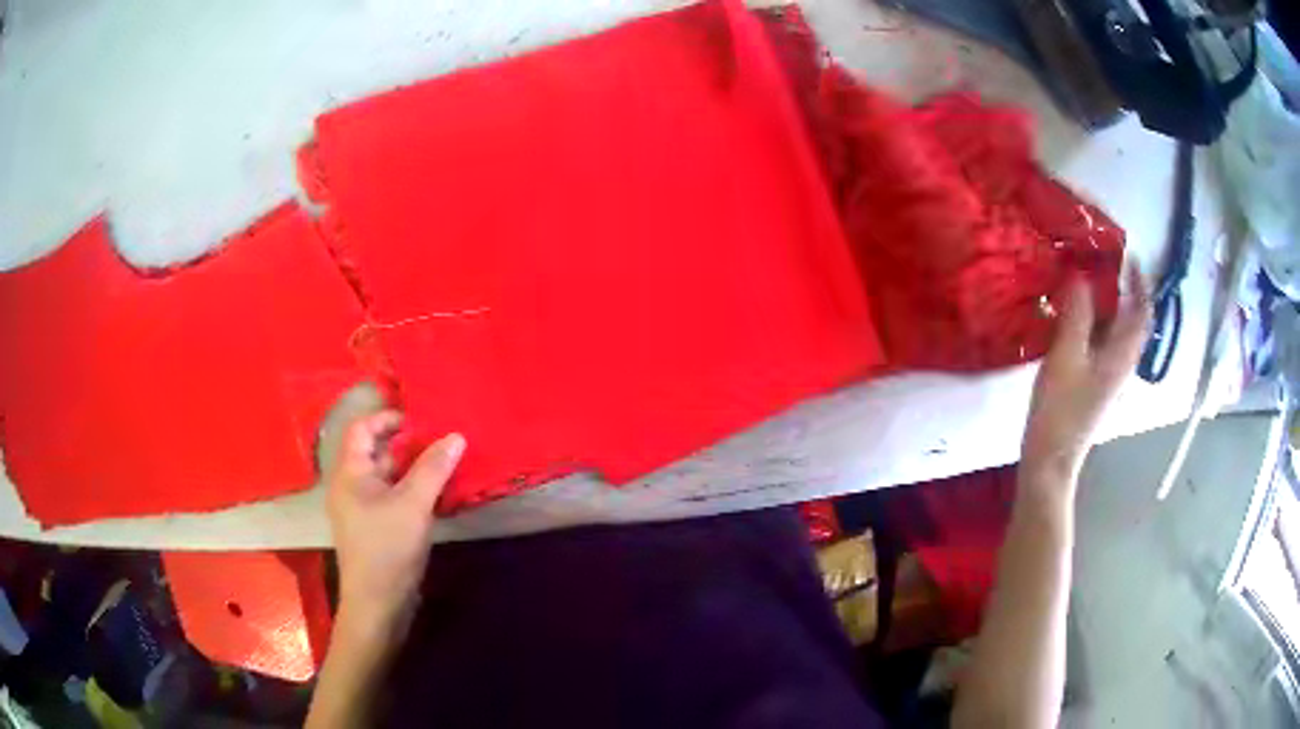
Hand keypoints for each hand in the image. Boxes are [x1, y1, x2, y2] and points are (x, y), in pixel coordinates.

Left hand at [325, 410, 465, 631]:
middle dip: (407, 443)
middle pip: (376, 451)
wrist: (378, 604)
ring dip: (414, 468)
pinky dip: (413, 490)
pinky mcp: (375, 528)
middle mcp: (351, 486)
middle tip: (442, 440)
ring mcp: (362, 509)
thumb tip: (455, 435)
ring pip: (388, 476)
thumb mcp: (413, 505)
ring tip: (446, 464)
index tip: (421, 420)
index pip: (362, 428)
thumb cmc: (388, 549)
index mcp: (350, 473)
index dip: (388, 418)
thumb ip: (433, 468)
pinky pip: (393, 497)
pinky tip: (438, 494)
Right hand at [1021, 267, 1150, 485]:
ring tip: (1086, 285)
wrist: (1052, 458)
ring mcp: (1110, 376)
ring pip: (1117, 332)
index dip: (1140, 282)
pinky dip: (1096, 324)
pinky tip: (1075, 320)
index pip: (1143, 311)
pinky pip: (1103, 344)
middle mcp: (1123, 363)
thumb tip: (1082, 274)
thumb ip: (1077, 313)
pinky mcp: (1096, 384)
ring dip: (1108, 306)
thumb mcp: (1067, 355)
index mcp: (1122, 354)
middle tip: (1101, 265)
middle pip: (1132, 320)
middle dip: (1122, 290)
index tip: (1129, 257)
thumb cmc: (1061, 408)